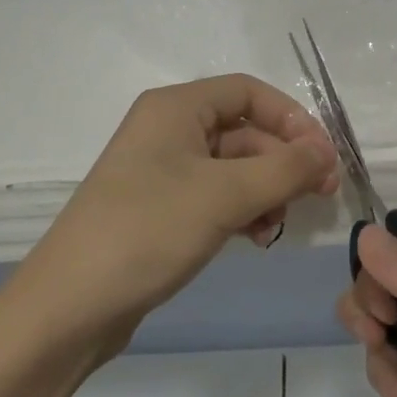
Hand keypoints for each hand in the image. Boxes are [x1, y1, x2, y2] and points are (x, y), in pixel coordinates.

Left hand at [23, 75, 339, 353]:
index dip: (291, 118)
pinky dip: (241, 210)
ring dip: (265, 189)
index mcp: (175, 107)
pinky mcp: (160, 209)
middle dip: (282, 160)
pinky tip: (255, 238)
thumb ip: (284, 169)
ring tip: (277, 225)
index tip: (323, 156)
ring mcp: (161, 171)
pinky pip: (214, 196)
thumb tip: (326, 152)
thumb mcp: (224, 195)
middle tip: (319, 196)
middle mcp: (167, 130)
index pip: (247, 92)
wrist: (70, 305)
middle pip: (243, 130)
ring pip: (232, 167)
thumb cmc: (148, 230)